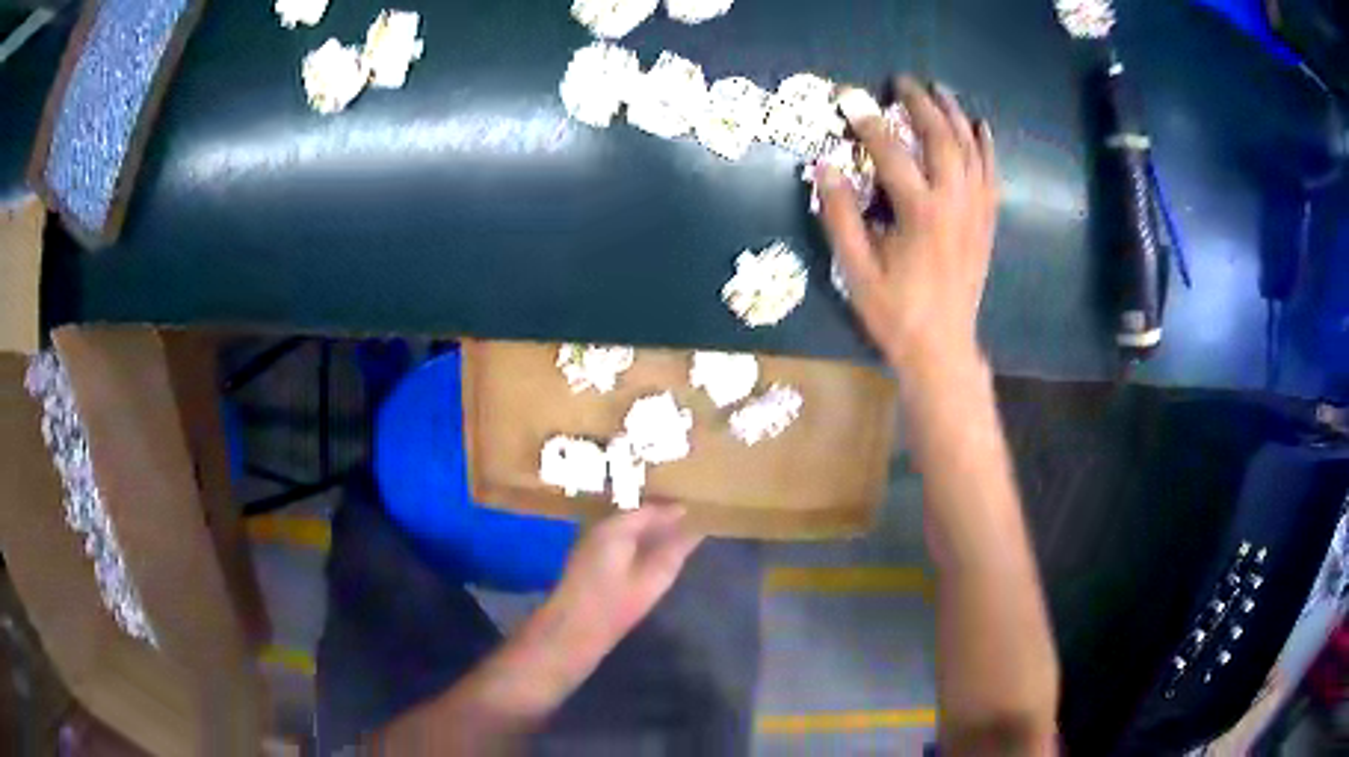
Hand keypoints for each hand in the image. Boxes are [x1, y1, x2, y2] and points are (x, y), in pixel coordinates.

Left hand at [542, 505, 702, 667]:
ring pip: (625, 529)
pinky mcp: (587, 562)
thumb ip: (674, 552)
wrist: (570, 632)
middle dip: (660, 518)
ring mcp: (590, 545)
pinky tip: (649, 555)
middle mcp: (600, 529)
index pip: (649, 509)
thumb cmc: (614, 605)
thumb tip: (695, 531)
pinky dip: (636, 543)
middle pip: (635, 516)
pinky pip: (617, 542)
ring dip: (648, 531)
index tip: (697, 510)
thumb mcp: (652, 579)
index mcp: (615, 528)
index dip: (673, 510)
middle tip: (690, 522)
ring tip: (675, 537)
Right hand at [820, 77, 999, 372]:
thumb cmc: (895, 312)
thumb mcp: (855, 268)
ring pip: (971, 151)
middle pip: (941, 139)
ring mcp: (976, 213)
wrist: (942, 348)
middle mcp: (954, 203)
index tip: (848, 97)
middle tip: (902, 81)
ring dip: (955, 116)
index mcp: (919, 213)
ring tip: (941, 91)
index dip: (867, 121)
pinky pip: (991, 176)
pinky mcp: (987, 224)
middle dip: (921, 104)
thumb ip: (840, 214)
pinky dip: (986, 148)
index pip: (891, 152)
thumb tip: (824, 165)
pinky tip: (980, 128)